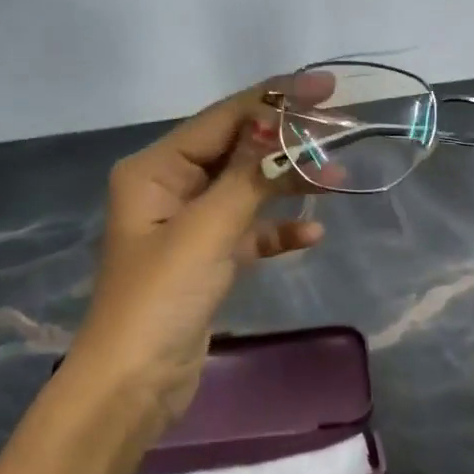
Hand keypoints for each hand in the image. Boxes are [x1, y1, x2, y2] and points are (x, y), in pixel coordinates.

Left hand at [72, 78, 325, 435]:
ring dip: (288, 186)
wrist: (133, 384)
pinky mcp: (206, 260)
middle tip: (340, 131)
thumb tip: (283, 132)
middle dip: (286, 143)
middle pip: (238, 151)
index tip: (325, 89)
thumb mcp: (207, 230)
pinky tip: (311, 237)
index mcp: (155, 170)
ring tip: (337, 179)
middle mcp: (169, 188)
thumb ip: (249, 178)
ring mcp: (189, 226)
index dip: (275, 100)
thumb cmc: (160, 298)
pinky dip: (276, 232)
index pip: (223, 120)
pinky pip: (248, 232)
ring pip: (247, 191)